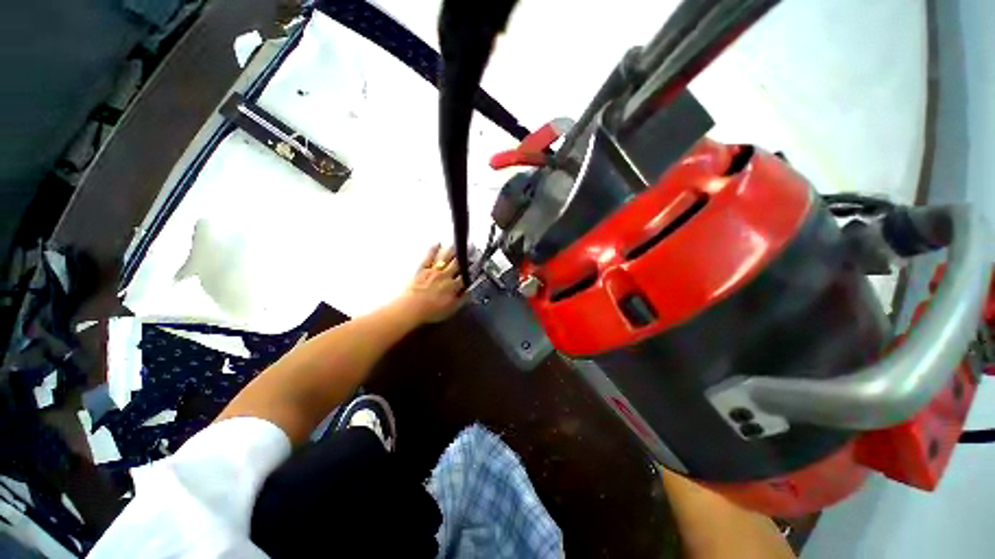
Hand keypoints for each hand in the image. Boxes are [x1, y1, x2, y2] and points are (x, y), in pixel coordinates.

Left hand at [396, 244, 465, 324]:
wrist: (411, 308)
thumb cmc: (430, 311)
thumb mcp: (451, 309)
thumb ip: (463, 299)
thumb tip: (470, 292)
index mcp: (454, 286)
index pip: (466, 275)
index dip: (473, 268)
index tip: (478, 262)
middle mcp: (445, 276)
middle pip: (458, 263)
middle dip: (466, 255)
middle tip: (472, 247)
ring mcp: (434, 271)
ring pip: (445, 257)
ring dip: (453, 250)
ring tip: (459, 243)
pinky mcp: (422, 269)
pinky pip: (429, 257)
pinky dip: (434, 249)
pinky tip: (438, 243)